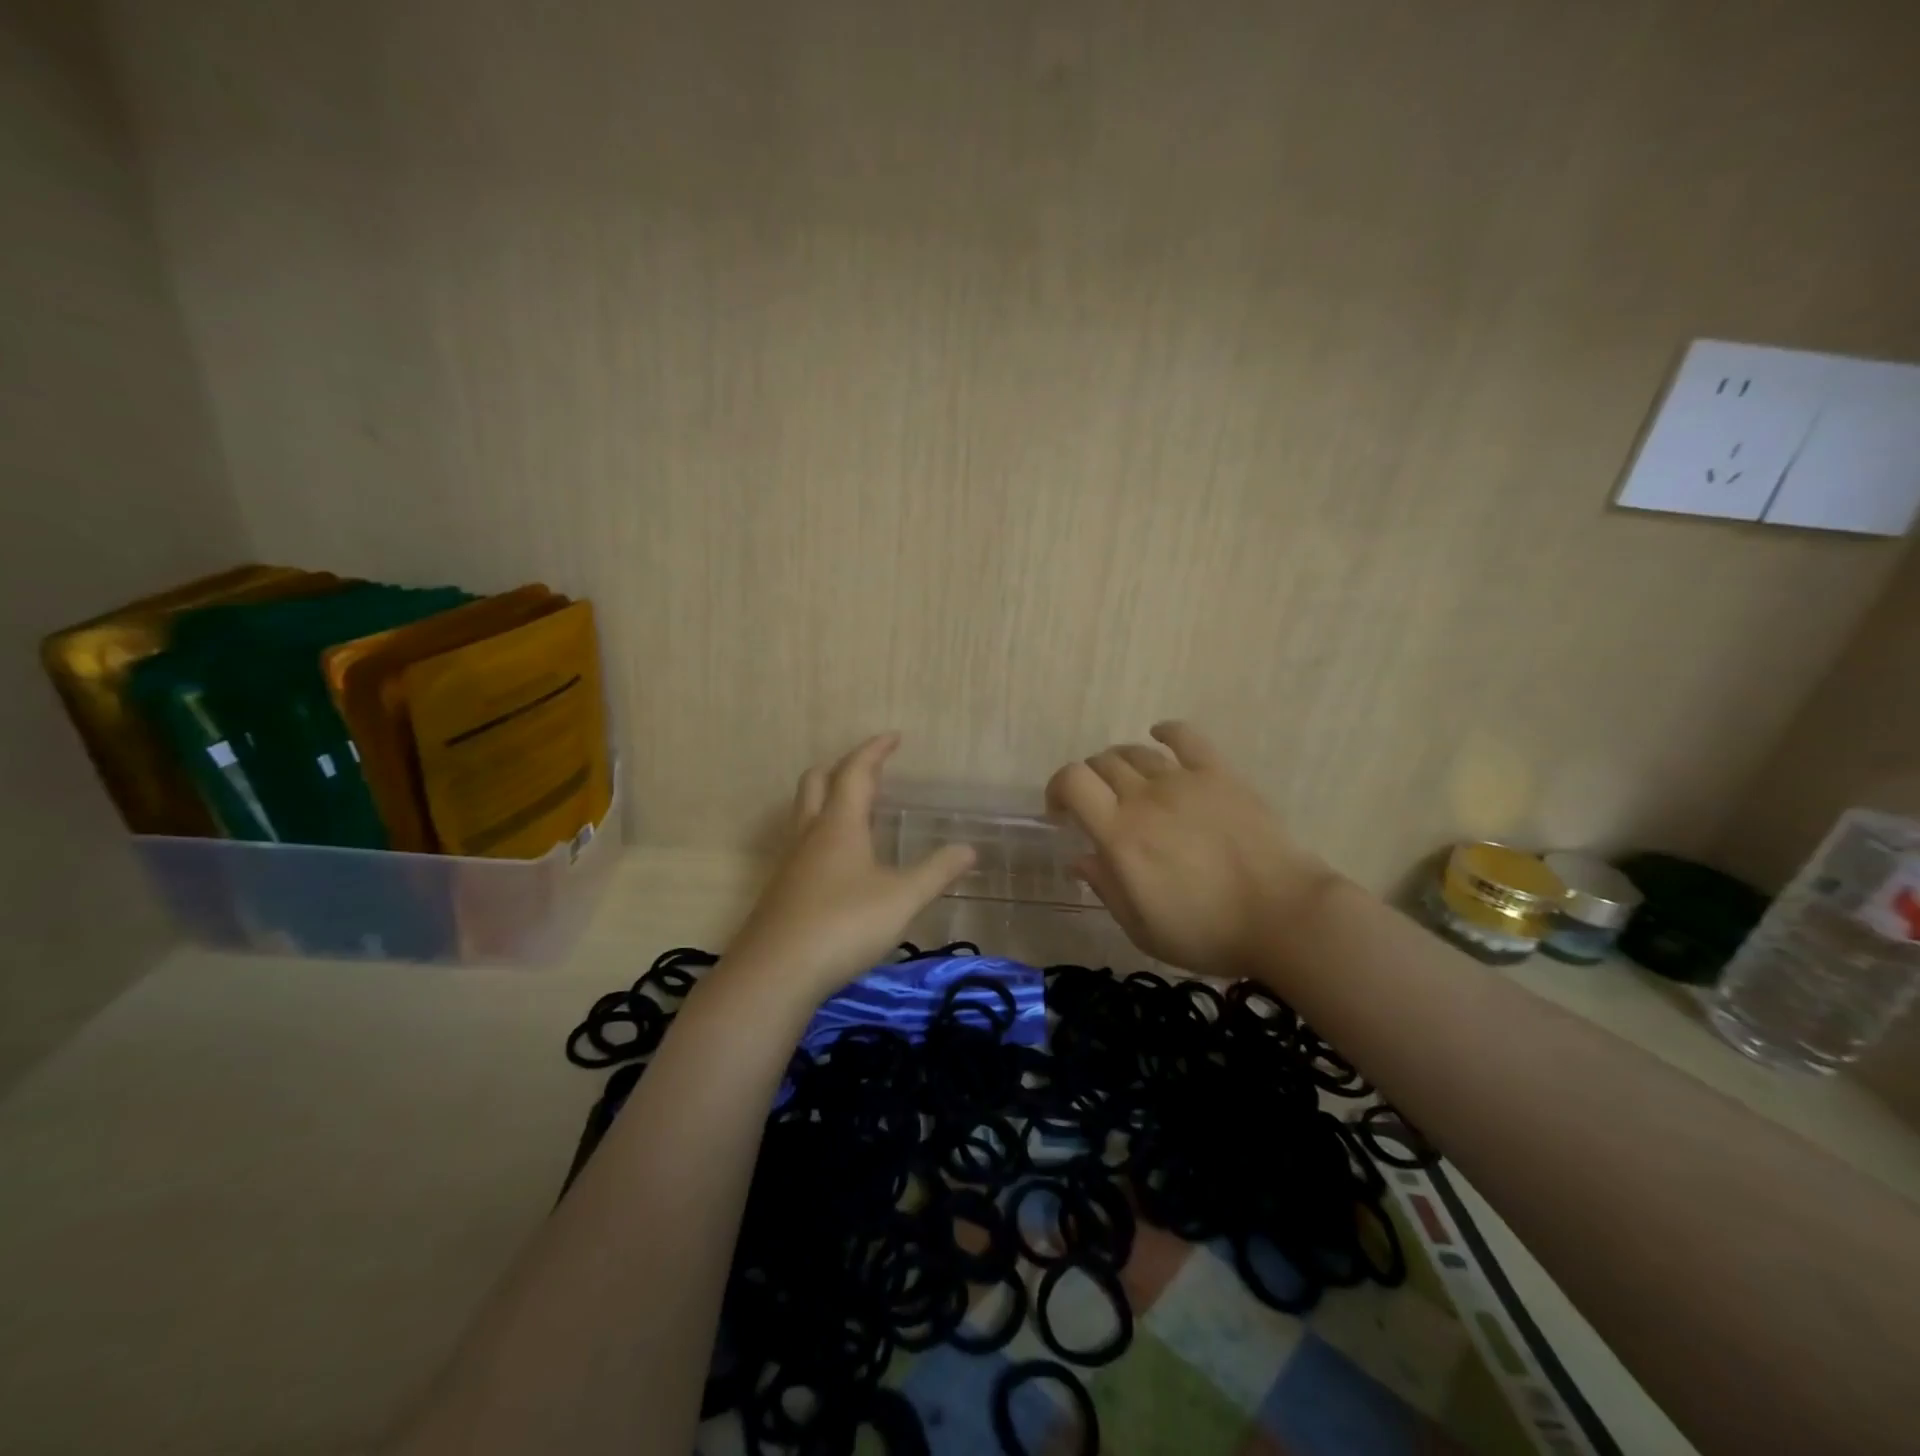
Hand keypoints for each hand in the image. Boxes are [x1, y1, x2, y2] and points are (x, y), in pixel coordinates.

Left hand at [724, 733, 976, 1002]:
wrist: (776, 972)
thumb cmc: (844, 924)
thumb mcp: (902, 899)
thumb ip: (936, 872)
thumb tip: (969, 849)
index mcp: (839, 824)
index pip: (855, 772)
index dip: (875, 751)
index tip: (893, 737)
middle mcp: (810, 834)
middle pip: (816, 782)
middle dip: (842, 768)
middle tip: (870, 771)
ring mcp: (790, 862)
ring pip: (804, 812)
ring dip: (828, 798)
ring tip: (856, 810)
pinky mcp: (781, 890)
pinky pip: (801, 843)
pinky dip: (821, 832)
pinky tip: (839, 862)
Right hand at [1046, 721, 1333, 977]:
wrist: (1283, 917)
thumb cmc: (1207, 933)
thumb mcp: (1142, 929)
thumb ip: (1105, 888)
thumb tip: (1080, 858)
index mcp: (1120, 834)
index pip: (1072, 781)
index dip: (1058, 788)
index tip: (1061, 812)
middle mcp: (1145, 797)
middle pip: (1101, 763)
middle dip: (1089, 781)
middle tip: (1099, 806)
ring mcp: (1184, 781)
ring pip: (1136, 752)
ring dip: (1120, 764)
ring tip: (1128, 784)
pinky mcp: (1220, 774)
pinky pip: (1186, 738)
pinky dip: (1166, 732)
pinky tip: (1160, 737)